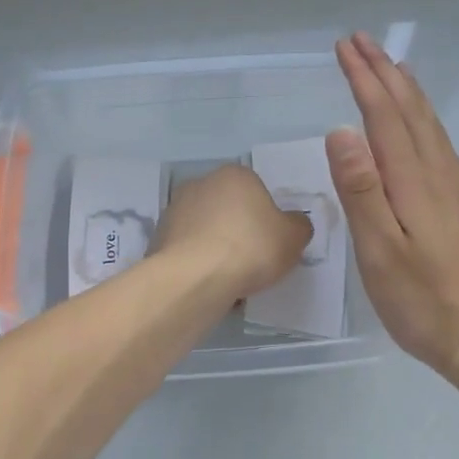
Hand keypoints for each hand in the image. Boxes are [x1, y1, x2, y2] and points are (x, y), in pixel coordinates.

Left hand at [155, 164, 312, 302]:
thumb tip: (295, 223)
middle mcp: (203, 182)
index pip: (256, 191)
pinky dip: (197, 262)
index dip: (265, 219)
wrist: (196, 276)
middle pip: (228, 208)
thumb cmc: (251, 247)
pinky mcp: (159, 235)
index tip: (270, 244)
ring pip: (205, 228)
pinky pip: (187, 248)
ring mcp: (176, 207)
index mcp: (236, 174)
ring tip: (229, 279)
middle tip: (251, 262)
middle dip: (238, 230)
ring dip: (215, 247)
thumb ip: (298, 226)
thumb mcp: (293, 238)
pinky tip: (207, 284)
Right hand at [329, 33, 458, 371]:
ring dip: (405, 86)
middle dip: (383, 70)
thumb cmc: (421, 299)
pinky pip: (438, 138)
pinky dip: (423, 113)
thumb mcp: (379, 251)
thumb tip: (341, 131)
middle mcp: (437, 171)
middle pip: (408, 107)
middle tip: (360, 40)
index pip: (383, 114)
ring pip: (428, 120)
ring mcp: (454, 184)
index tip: (344, 47)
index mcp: (412, 179)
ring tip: (391, 63)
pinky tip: (421, 118)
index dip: (363, 77)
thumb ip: (361, 189)